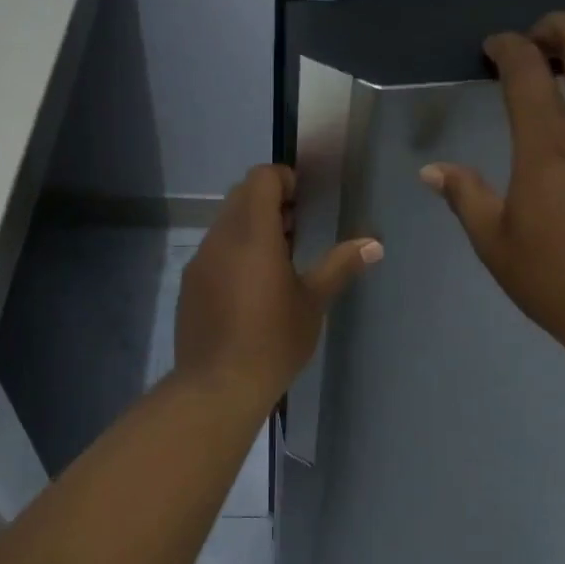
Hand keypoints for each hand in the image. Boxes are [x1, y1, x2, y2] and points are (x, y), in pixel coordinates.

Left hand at [175, 164, 381, 406]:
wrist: (218, 385)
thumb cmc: (273, 340)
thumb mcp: (313, 302)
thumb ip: (340, 265)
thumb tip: (374, 243)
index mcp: (252, 233)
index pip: (260, 178)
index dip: (283, 179)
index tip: (303, 201)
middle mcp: (220, 238)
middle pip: (241, 196)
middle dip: (269, 201)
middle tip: (296, 228)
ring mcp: (200, 261)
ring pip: (225, 223)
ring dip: (250, 226)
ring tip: (278, 258)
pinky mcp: (189, 284)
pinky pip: (213, 250)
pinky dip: (233, 250)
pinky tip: (251, 286)